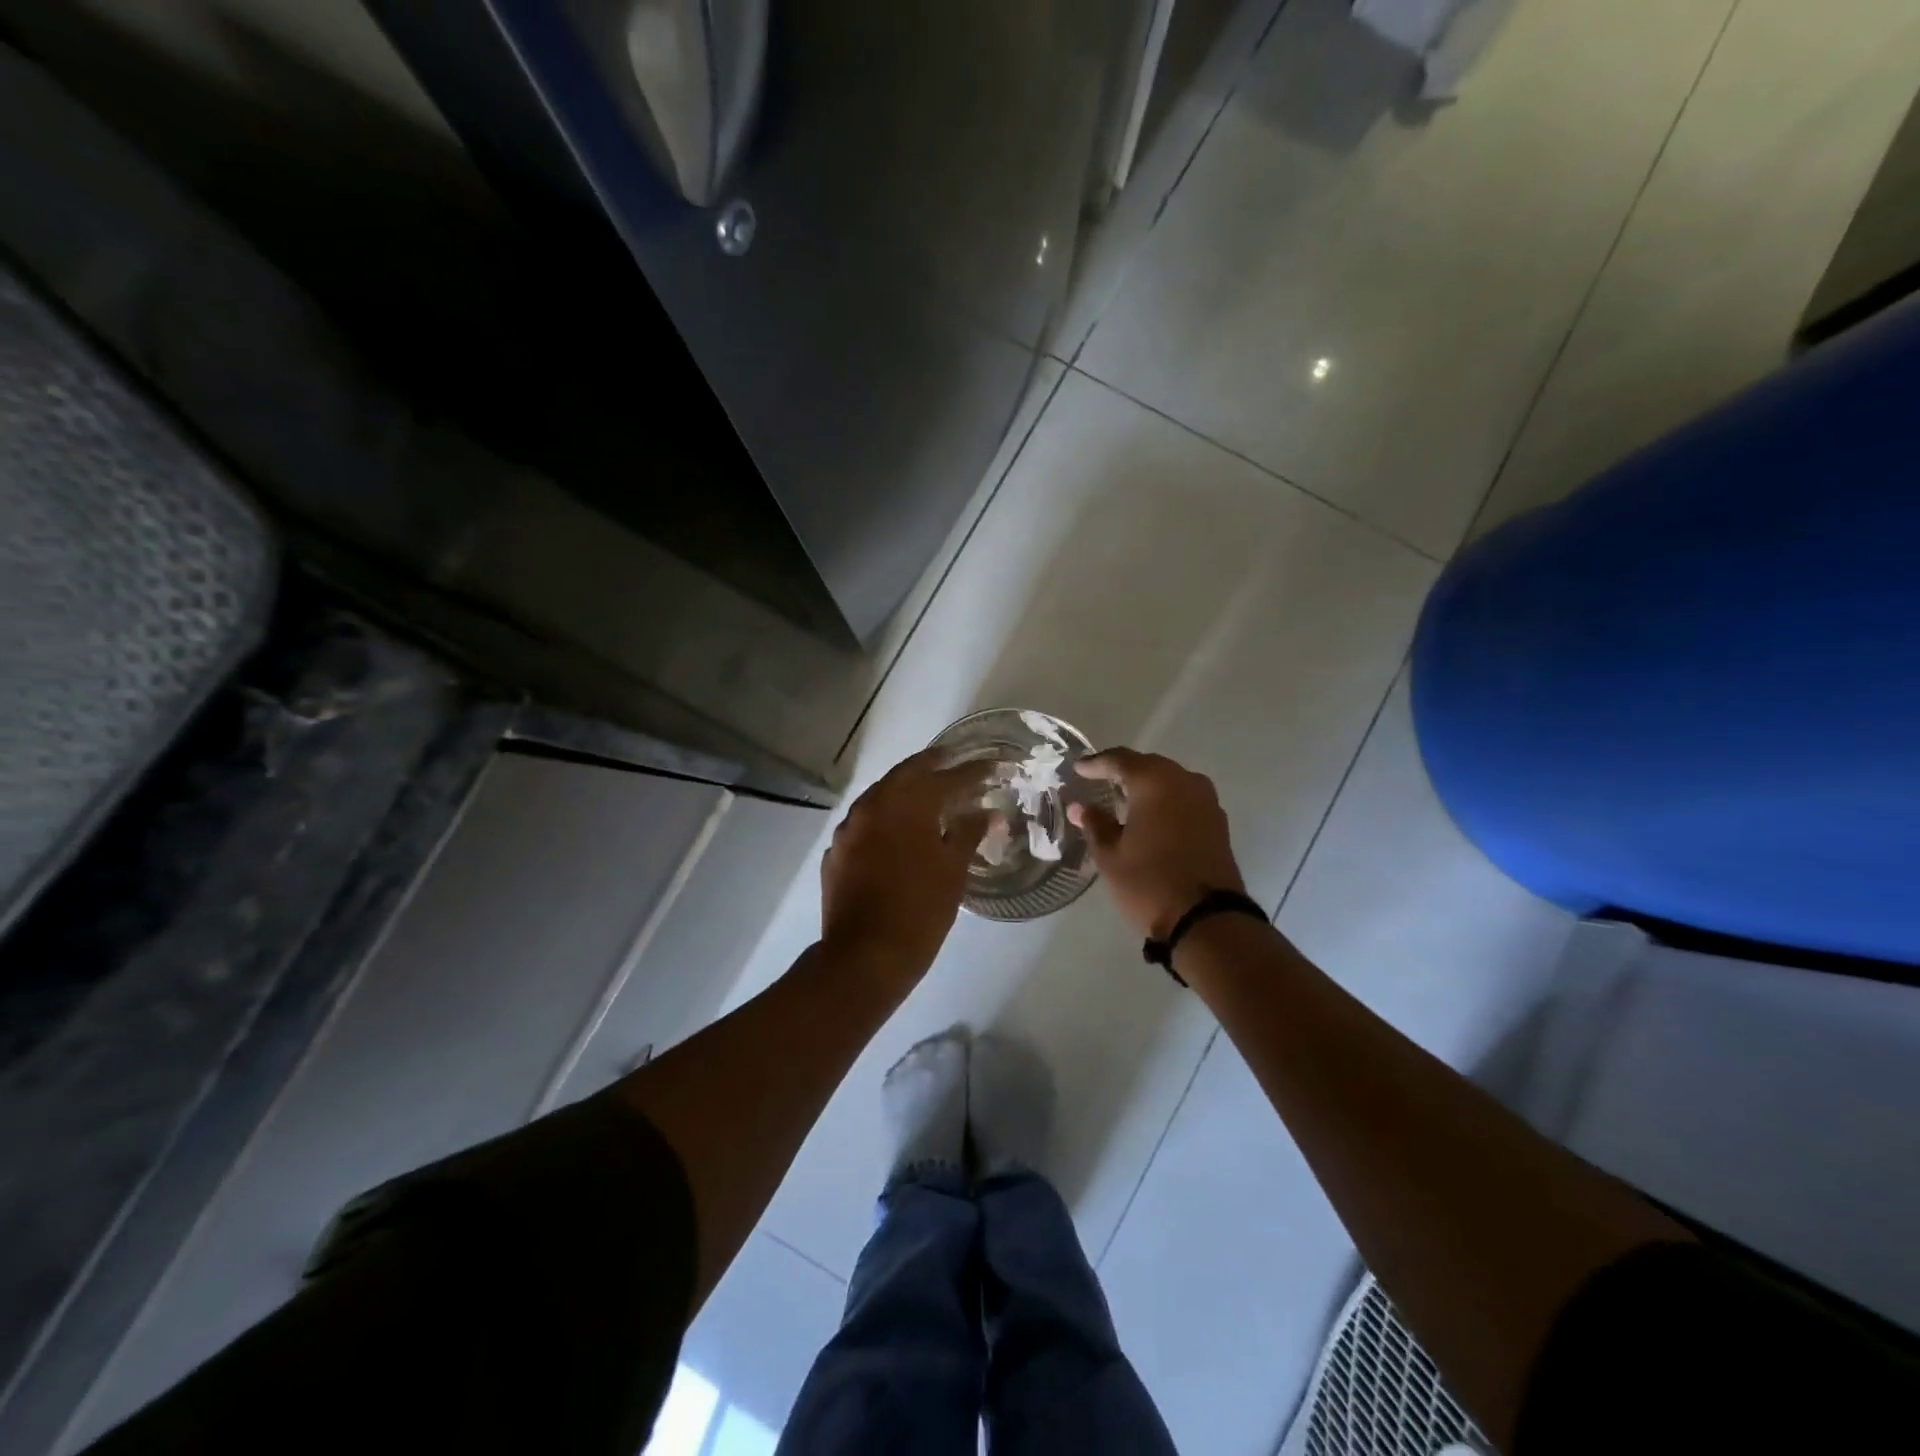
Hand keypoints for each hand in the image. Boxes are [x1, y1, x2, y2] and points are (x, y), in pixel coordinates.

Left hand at [820, 749, 991, 980]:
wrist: (864, 956)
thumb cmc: (919, 910)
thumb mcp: (953, 870)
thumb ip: (968, 833)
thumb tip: (986, 813)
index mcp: (906, 804)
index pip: (946, 778)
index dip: (971, 772)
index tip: (990, 766)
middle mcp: (873, 805)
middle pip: (906, 774)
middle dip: (932, 767)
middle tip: (953, 764)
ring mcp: (849, 827)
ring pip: (880, 795)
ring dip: (904, 791)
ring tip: (926, 796)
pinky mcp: (836, 851)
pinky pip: (864, 822)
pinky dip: (884, 818)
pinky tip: (895, 832)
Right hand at [1069, 748, 1248, 939]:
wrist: (1207, 920)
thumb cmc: (1149, 883)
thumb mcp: (1111, 856)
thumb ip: (1095, 824)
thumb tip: (1080, 807)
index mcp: (1154, 782)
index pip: (1119, 760)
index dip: (1096, 763)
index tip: (1078, 769)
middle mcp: (1184, 781)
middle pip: (1148, 765)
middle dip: (1123, 771)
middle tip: (1099, 780)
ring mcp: (1206, 801)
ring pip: (1170, 781)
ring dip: (1147, 785)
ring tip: (1124, 799)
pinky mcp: (1218, 822)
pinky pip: (1185, 798)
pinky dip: (1165, 801)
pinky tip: (1151, 817)